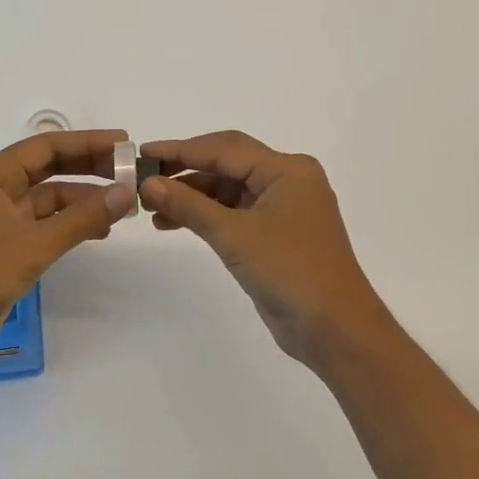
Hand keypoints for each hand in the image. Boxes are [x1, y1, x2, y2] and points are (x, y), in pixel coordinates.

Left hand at [0, 130, 135, 375]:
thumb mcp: (34, 244)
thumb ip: (82, 217)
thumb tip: (126, 192)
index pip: (44, 147)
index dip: (85, 142)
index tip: (122, 142)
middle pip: (46, 170)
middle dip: (87, 169)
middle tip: (128, 171)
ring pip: (46, 201)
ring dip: (82, 201)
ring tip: (121, 206)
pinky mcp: (1, 249)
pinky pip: (42, 226)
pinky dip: (68, 225)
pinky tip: (98, 231)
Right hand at [139, 131, 393, 369]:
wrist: (335, 330)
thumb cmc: (290, 271)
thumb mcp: (234, 235)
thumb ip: (189, 206)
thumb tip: (148, 183)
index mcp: (286, 169)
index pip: (225, 149)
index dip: (181, 150)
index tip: (143, 152)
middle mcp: (287, 181)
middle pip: (227, 164)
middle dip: (185, 170)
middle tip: (144, 177)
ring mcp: (283, 208)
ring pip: (228, 190)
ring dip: (192, 196)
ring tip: (151, 206)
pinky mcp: (276, 234)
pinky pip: (234, 213)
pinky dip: (206, 216)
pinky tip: (173, 223)